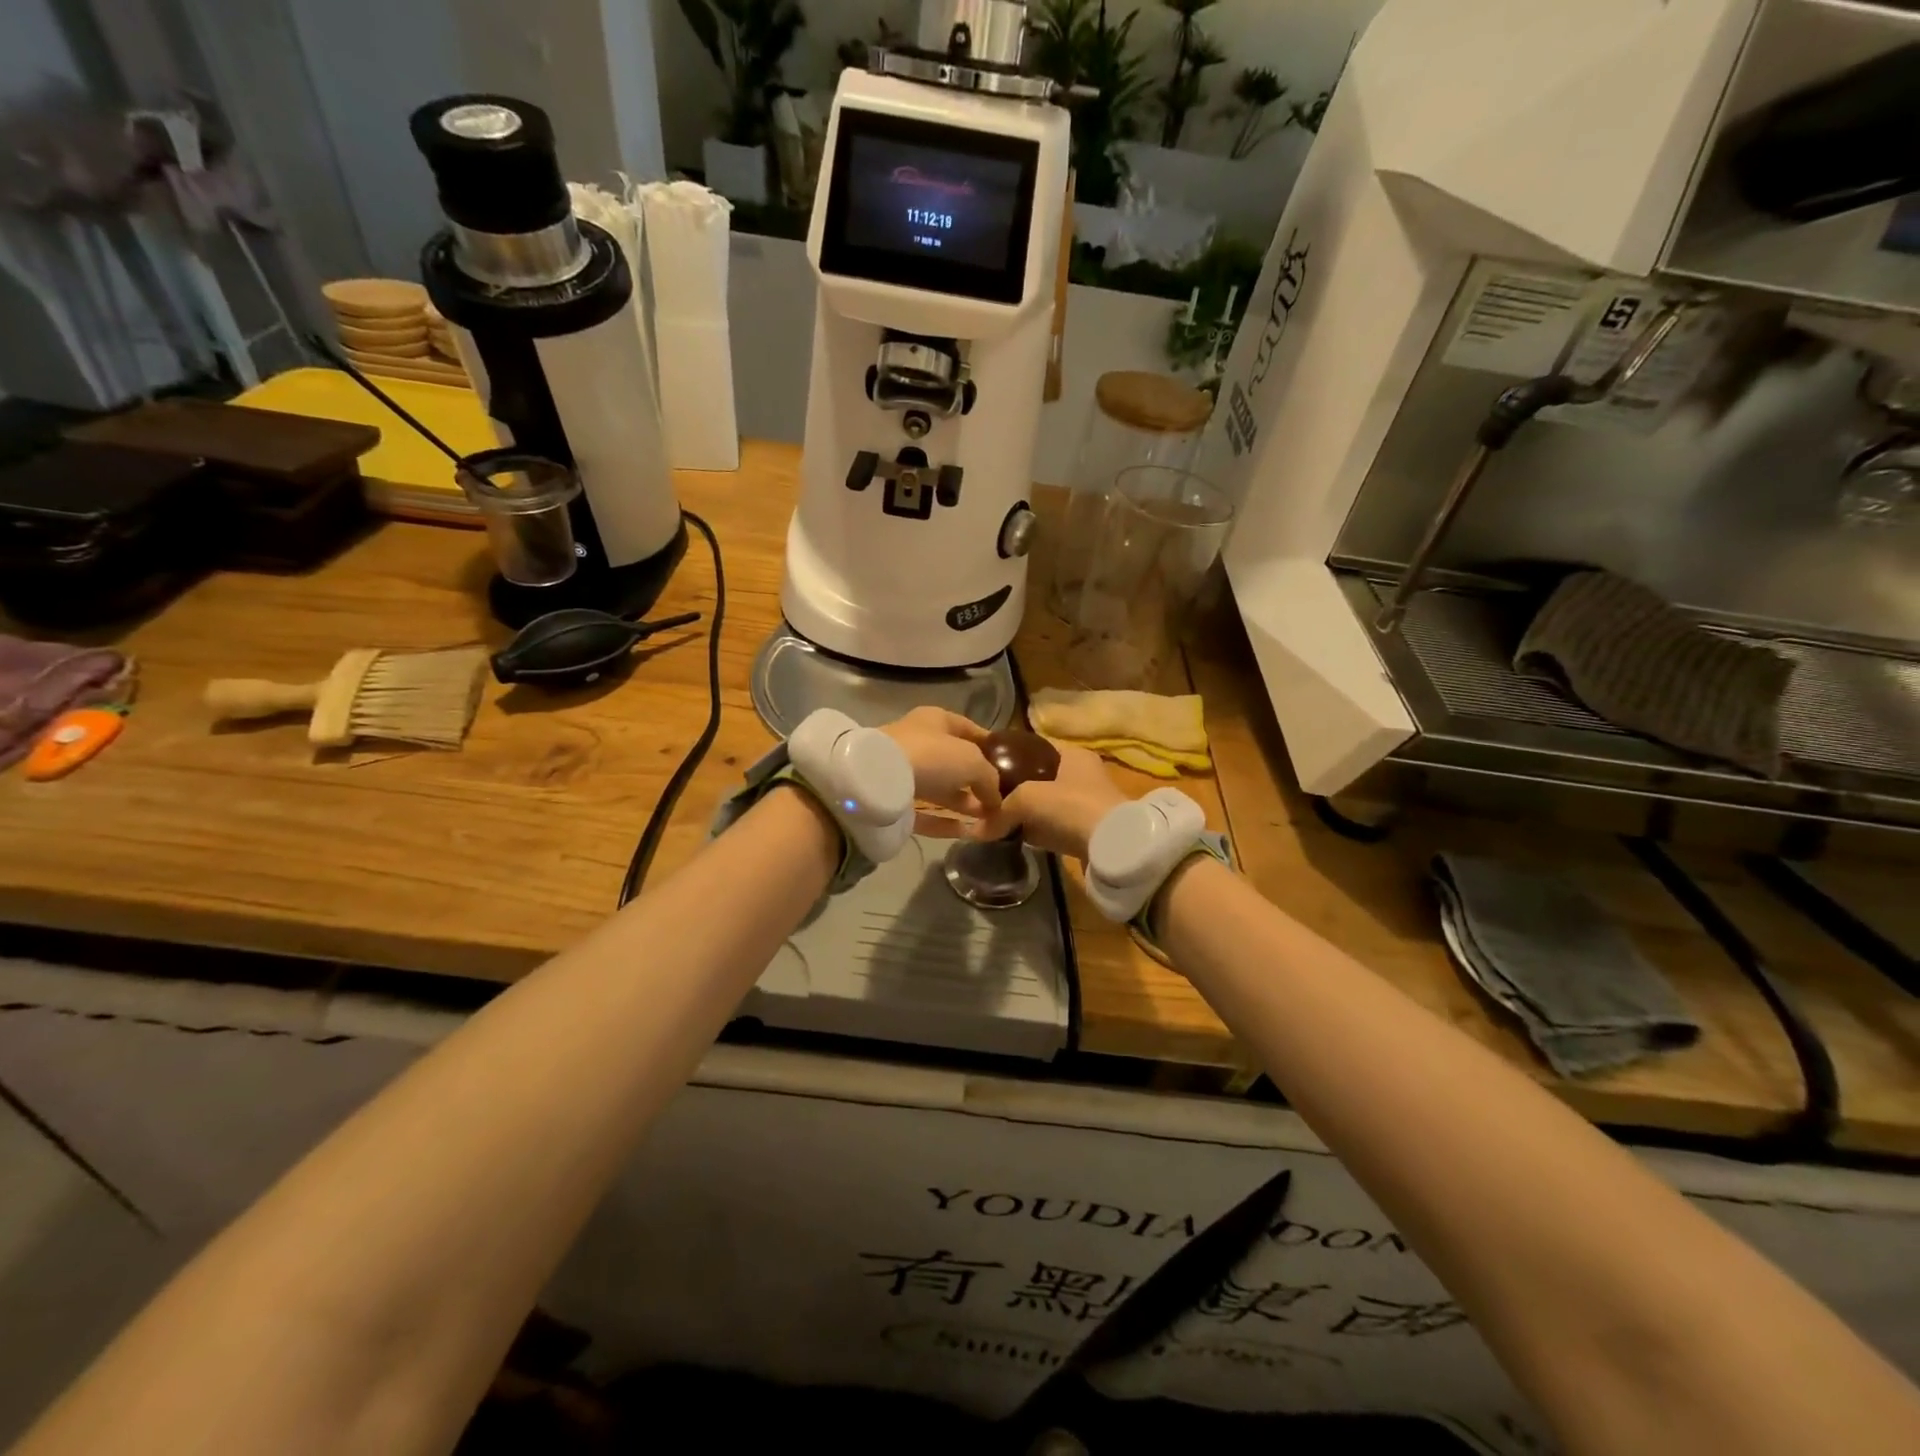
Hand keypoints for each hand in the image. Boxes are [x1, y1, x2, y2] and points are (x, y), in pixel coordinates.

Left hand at [882, 707, 1001, 828]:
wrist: (878, 779)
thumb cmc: (932, 756)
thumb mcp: (973, 760)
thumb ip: (990, 778)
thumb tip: (997, 799)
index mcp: (936, 720)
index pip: (970, 730)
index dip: (991, 746)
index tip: (1010, 765)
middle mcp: (920, 742)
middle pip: (955, 762)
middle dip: (978, 781)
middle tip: (1001, 800)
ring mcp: (905, 772)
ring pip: (941, 789)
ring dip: (965, 803)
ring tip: (989, 819)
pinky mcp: (895, 801)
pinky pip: (926, 812)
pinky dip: (946, 822)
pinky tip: (967, 832)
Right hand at [971, 742, 1127, 860]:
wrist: (1114, 846)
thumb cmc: (1072, 806)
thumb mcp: (1029, 798)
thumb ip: (1001, 810)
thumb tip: (977, 829)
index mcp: (1072, 755)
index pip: (1033, 748)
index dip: (1008, 756)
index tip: (985, 768)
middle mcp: (1081, 775)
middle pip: (1037, 779)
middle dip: (1012, 790)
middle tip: (986, 799)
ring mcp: (1085, 805)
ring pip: (1043, 805)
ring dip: (1022, 813)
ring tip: (994, 820)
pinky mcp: (1085, 832)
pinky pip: (1051, 828)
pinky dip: (1034, 831)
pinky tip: (1013, 837)